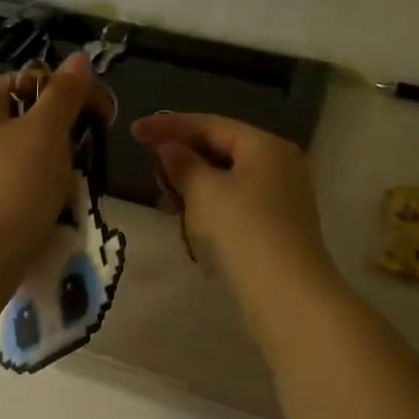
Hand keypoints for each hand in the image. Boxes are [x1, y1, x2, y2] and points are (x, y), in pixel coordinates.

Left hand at [0, 53, 100, 282]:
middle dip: (59, 136)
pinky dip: (29, 193)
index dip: (68, 92)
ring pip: (17, 157)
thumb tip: (79, 59)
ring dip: (49, 167)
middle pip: (22, 121)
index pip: (27, 81)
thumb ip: (65, 94)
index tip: (101, 116)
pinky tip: (46, 211)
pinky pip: (6, 189)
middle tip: (85, 157)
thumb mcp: (47, 132)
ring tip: (70, 188)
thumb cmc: (13, 185)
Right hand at [130, 113, 333, 293]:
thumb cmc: (241, 231)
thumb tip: (170, 148)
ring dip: (192, 191)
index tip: (134, 130)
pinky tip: (190, 231)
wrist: (284, 294)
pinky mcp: (276, 229)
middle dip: (182, 162)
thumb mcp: (203, 191)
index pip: (210, 125)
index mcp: (265, 146)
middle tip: (152, 175)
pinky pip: (234, 209)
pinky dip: (209, 212)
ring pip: (225, 183)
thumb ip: (182, 163)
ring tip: (166, 208)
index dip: (168, 126)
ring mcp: (280, 200)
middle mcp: (278, 166)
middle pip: (220, 152)